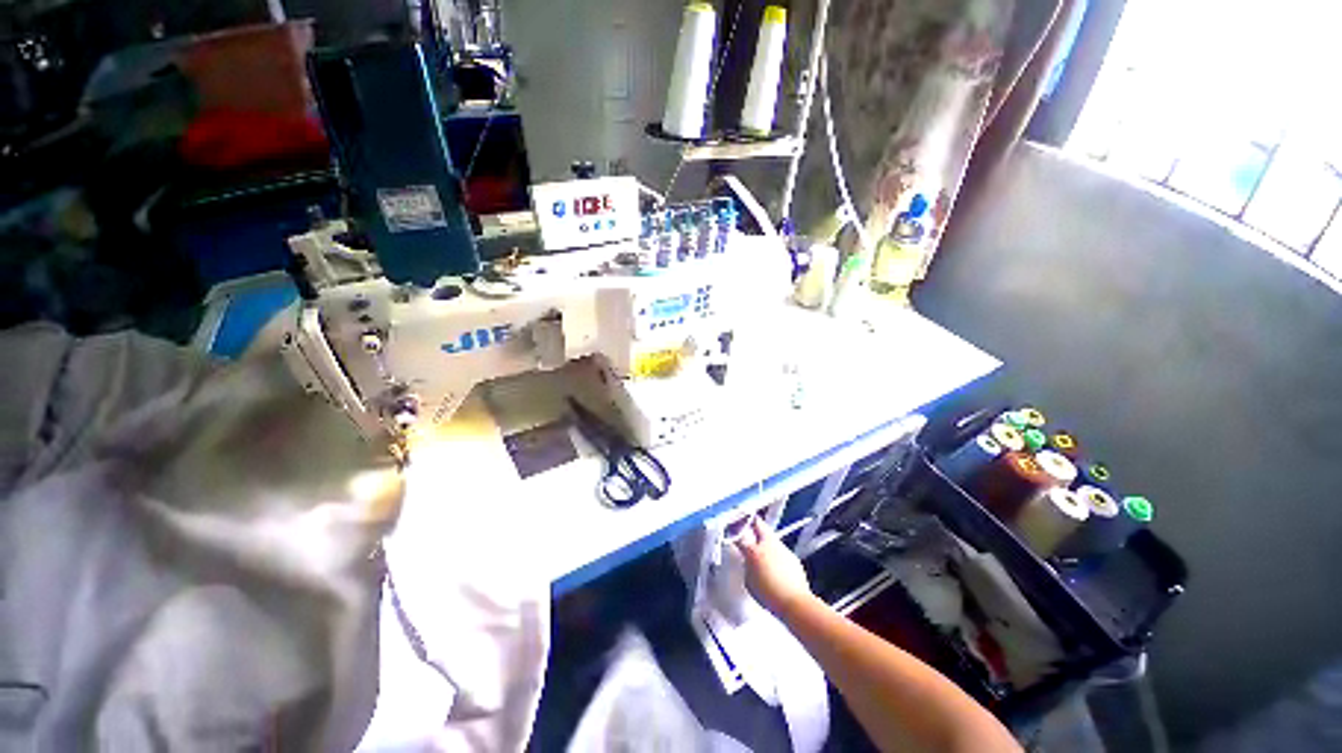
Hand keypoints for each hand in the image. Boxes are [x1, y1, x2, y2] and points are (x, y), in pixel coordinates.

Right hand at [735, 516, 813, 616]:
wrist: (795, 603)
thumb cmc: (769, 594)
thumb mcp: (749, 582)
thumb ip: (747, 567)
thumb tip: (748, 563)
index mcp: (754, 550)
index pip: (740, 535)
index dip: (736, 532)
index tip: (734, 532)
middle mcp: (769, 544)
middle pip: (760, 526)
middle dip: (754, 524)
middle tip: (749, 525)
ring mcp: (783, 549)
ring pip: (772, 538)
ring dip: (766, 541)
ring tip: (763, 550)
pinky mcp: (793, 558)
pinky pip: (782, 551)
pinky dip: (777, 554)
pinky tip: (776, 566)